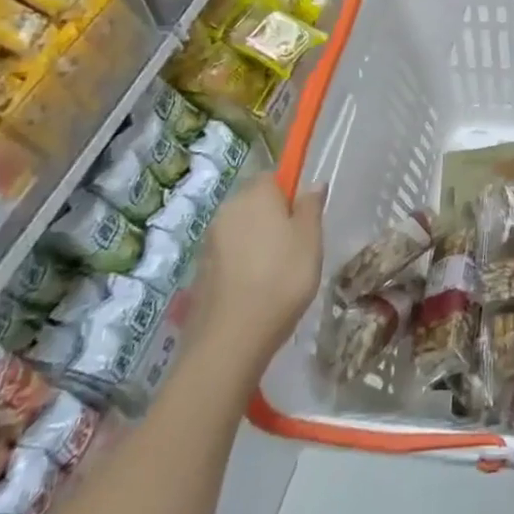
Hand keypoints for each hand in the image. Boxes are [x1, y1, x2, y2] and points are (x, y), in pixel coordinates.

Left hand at [193, 180, 324, 370]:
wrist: (232, 337)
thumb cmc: (282, 278)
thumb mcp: (311, 239)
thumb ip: (311, 207)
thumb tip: (312, 184)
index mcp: (255, 195)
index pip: (273, 176)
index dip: (290, 192)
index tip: (305, 216)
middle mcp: (227, 210)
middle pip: (254, 202)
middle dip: (273, 216)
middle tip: (298, 244)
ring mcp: (210, 241)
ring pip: (241, 229)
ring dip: (258, 240)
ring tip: (279, 270)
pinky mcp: (201, 269)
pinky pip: (229, 254)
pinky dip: (243, 262)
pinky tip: (257, 286)